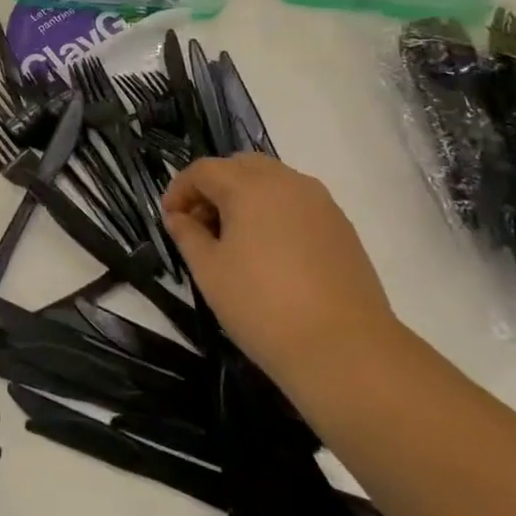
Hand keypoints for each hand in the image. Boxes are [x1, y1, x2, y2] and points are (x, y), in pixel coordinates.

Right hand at [161, 155, 400, 396]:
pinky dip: (274, 212)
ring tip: (234, 240)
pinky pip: (297, 202)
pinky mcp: (341, 226)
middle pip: (240, 166)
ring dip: (245, 197)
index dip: (179, 190)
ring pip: (272, 181)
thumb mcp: (210, 272)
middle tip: (200, 225)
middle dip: (214, 187)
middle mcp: (287, 182)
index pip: (204, 170)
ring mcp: (320, 202)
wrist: (345, 349)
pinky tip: (270, 252)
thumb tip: (178, 217)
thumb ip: (187, 235)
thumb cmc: (263, 307)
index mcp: (249, 186)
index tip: (169, 219)